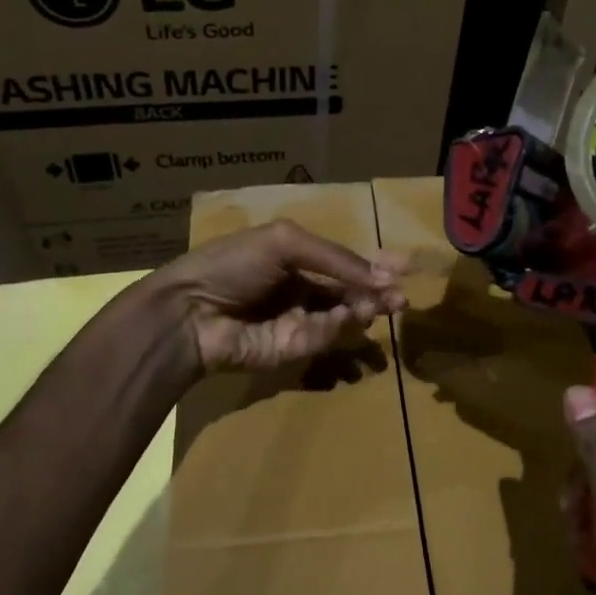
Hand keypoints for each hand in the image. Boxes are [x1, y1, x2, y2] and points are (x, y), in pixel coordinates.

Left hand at [153, 219, 406, 373]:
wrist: (190, 312)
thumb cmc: (232, 265)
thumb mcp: (284, 243)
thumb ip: (335, 258)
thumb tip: (383, 275)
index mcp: (294, 257)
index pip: (342, 261)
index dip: (373, 263)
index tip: (405, 266)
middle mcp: (300, 288)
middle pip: (349, 290)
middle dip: (377, 291)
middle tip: (402, 298)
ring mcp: (297, 320)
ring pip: (343, 316)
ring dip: (365, 309)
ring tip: (384, 305)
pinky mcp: (293, 350)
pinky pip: (325, 337)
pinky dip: (339, 327)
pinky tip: (348, 316)